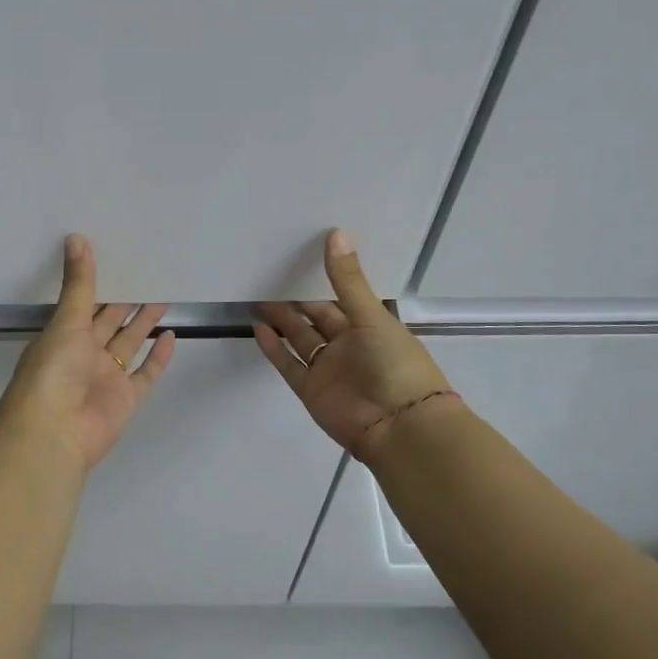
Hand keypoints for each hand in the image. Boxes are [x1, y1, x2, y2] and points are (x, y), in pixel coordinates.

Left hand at [0, 234, 177, 470]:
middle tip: (150, 273)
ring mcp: (107, 378)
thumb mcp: (65, 322)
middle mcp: (84, 355)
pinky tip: (171, 335)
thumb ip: (78, 283)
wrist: (53, 434)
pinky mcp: (127, 399)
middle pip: (110, 322)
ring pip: (130, 344)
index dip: (101, 283)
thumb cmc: (52, 372)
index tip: (120, 258)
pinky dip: (159, 357)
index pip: (85, 303)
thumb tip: (76, 237)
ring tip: (164, 296)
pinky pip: (146, 374)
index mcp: (64, 336)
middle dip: (127, 301)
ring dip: (144, 323)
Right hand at [254, 228, 457, 460]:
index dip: (321, 283)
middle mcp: (348, 346)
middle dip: (296, 303)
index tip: (297, 261)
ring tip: (258, 301)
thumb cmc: (395, 364)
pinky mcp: (311, 390)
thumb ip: (347, 279)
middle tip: (269, 279)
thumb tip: (335, 233)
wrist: (399, 426)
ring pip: (300, 341)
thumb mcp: (371, 316)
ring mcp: (328, 370)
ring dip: (281, 323)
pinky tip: (258, 328)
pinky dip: (274, 348)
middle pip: (316, 320)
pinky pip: (289, 364)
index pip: (340, 301)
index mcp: (369, 327)